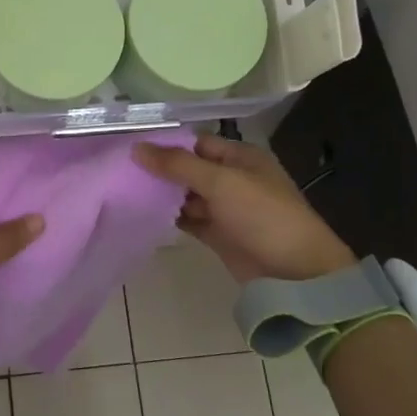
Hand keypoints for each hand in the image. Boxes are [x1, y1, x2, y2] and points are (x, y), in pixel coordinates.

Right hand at [134, 134, 354, 283]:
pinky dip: (170, 218)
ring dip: (162, 195)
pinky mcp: (219, 235)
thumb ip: (178, 165)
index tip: (131, 148)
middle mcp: (233, 179)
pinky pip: (189, 220)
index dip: (167, 144)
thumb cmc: (262, 215)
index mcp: (241, 158)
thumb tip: (137, 148)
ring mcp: (226, 209)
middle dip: (160, 170)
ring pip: (187, 196)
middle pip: (190, 169)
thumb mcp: (221, 182)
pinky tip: (143, 215)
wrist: (295, 273)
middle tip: (121, 171)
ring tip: (124, 191)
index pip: (197, 143)